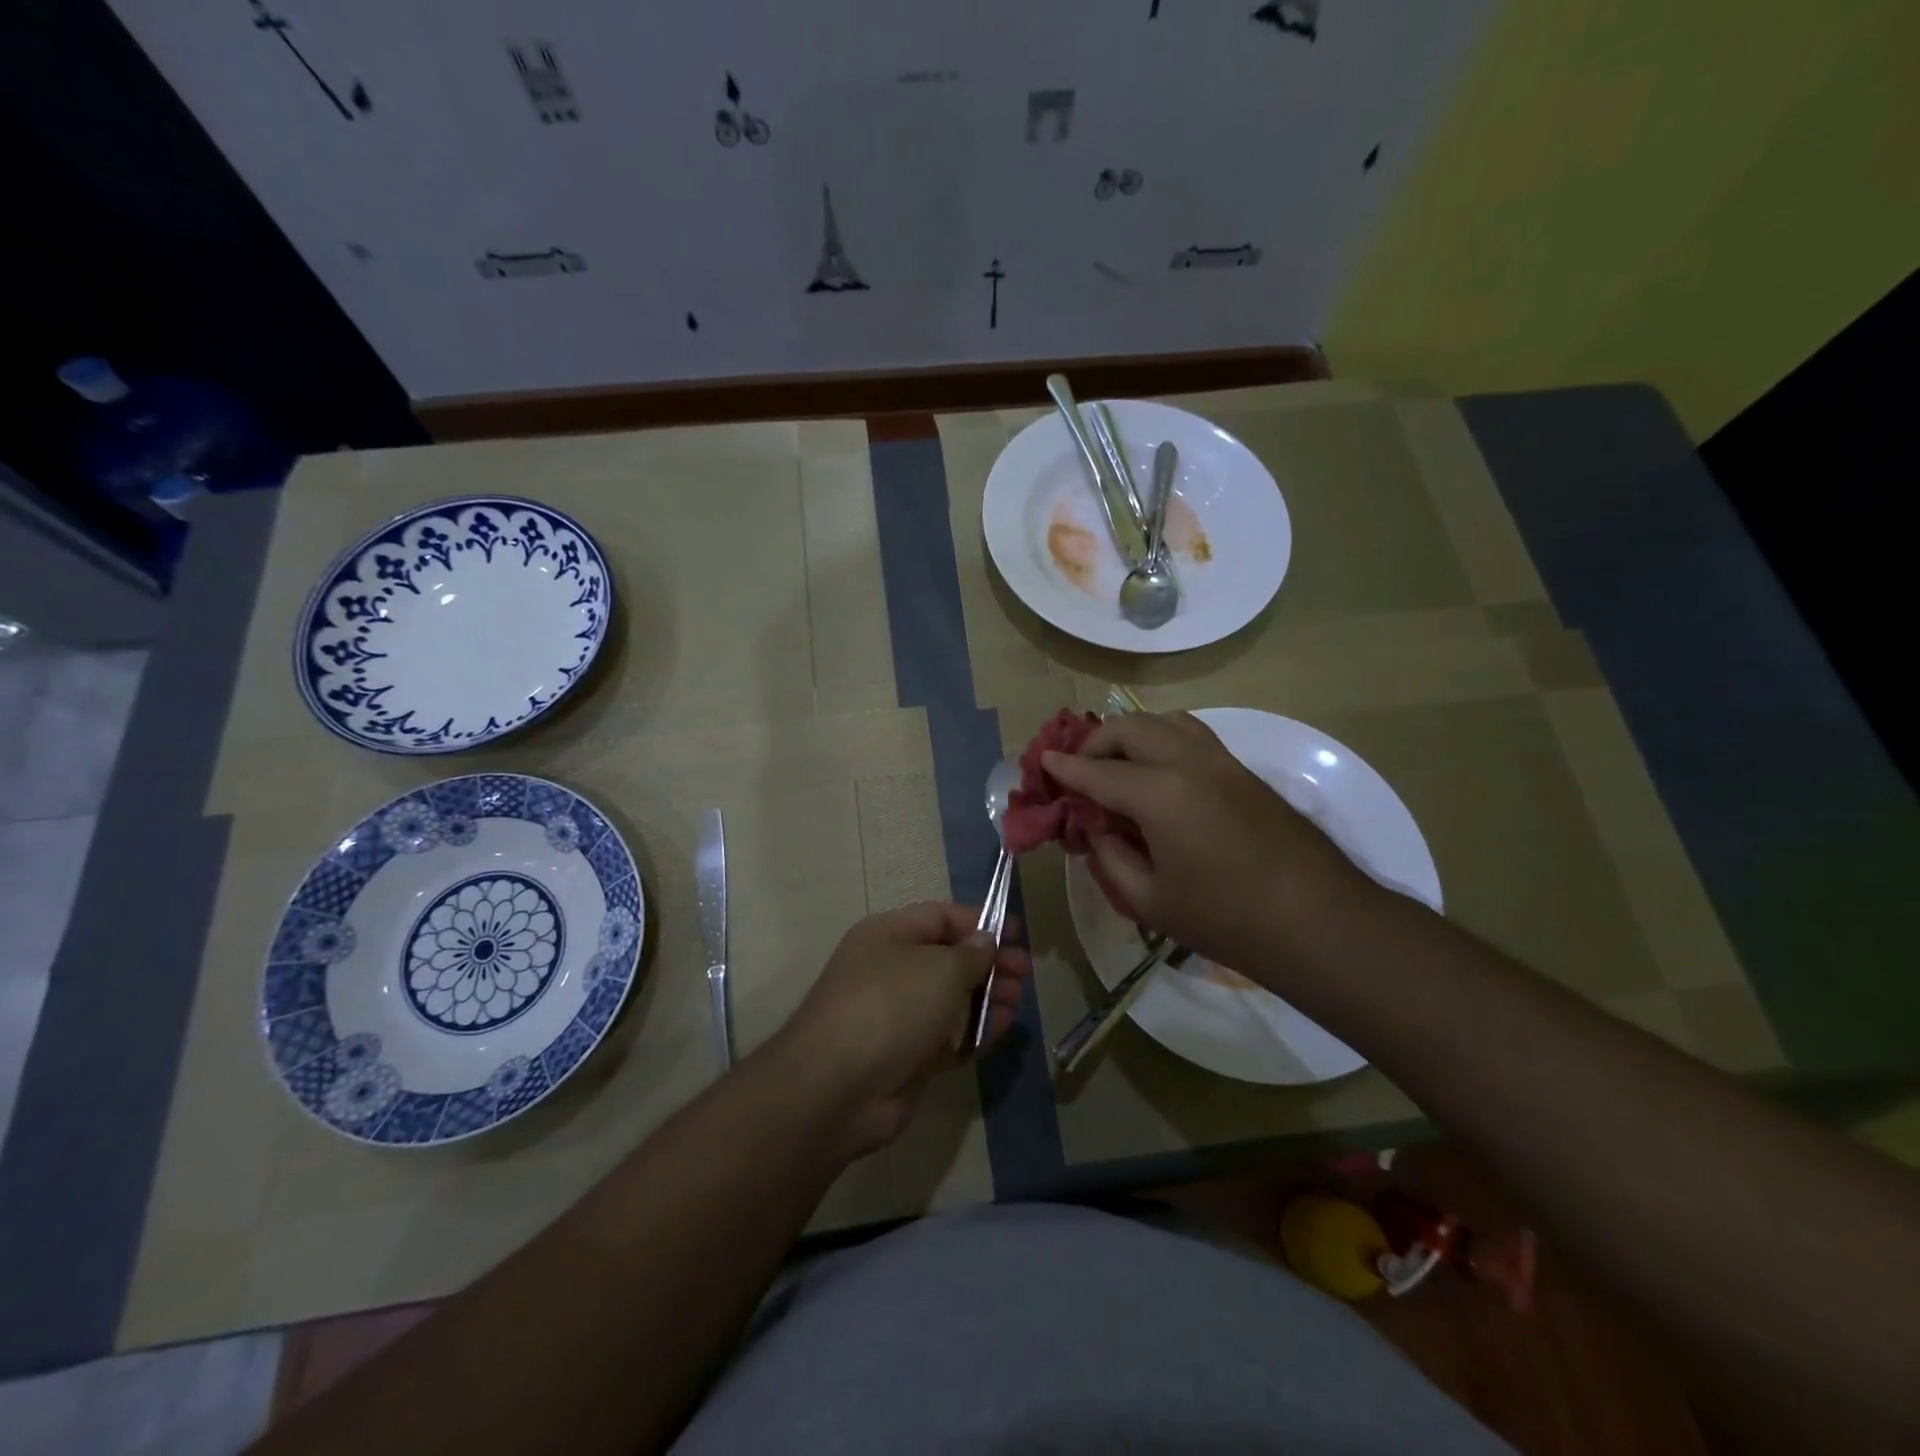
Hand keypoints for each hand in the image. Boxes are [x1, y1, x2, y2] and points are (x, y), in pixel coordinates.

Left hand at [770, 903, 1030, 1156]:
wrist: (838, 1088)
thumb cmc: (891, 1006)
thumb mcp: (940, 968)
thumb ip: (971, 954)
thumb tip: (986, 942)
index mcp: (889, 935)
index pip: (940, 917)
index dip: (980, 923)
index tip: (1017, 935)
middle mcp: (891, 970)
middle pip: (949, 958)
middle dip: (989, 963)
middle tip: (1024, 974)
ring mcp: (898, 1015)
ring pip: (951, 999)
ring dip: (987, 998)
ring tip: (1016, 1003)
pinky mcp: (907, 1056)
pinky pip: (948, 1036)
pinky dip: (974, 1032)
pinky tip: (1000, 1031)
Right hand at [1041, 711, 1380, 980]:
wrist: (1319, 922)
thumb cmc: (1226, 919)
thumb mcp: (1150, 900)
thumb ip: (1110, 857)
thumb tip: (1096, 829)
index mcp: (1160, 794)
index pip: (1097, 772)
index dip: (1065, 768)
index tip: (1042, 762)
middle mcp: (1188, 762)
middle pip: (1130, 728)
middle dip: (1095, 742)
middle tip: (1079, 768)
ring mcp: (1222, 761)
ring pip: (1166, 720)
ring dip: (1132, 733)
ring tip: (1117, 762)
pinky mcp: (1243, 770)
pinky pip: (1192, 735)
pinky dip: (1163, 738)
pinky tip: (1158, 771)